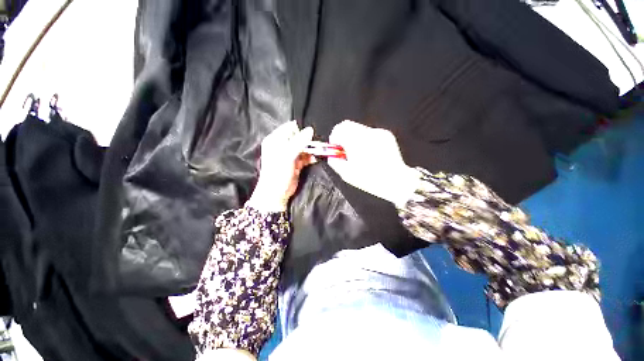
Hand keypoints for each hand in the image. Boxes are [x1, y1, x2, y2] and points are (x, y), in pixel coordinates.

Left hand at [246, 121, 315, 211]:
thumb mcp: (287, 155)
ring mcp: (289, 155)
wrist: (277, 192)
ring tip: (316, 153)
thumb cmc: (278, 172)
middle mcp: (282, 146)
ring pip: (303, 148)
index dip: (299, 131)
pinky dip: (310, 158)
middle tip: (313, 145)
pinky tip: (314, 159)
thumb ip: (299, 141)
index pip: (289, 128)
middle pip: (298, 138)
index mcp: (275, 140)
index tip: (307, 137)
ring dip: (310, 150)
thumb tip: (310, 130)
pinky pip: (305, 157)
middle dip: (307, 141)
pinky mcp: (296, 163)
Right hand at [328, 120, 420, 206]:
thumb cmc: (370, 180)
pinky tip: (370, 153)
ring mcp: (378, 133)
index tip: (336, 147)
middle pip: (348, 125)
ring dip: (354, 138)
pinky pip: (370, 133)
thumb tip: (331, 155)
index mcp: (356, 142)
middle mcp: (367, 133)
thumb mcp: (347, 175)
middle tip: (345, 150)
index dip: (334, 137)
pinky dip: (365, 140)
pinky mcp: (386, 134)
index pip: (339, 129)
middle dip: (343, 136)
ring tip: (359, 153)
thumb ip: (335, 162)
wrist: (396, 181)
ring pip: (359, 129)